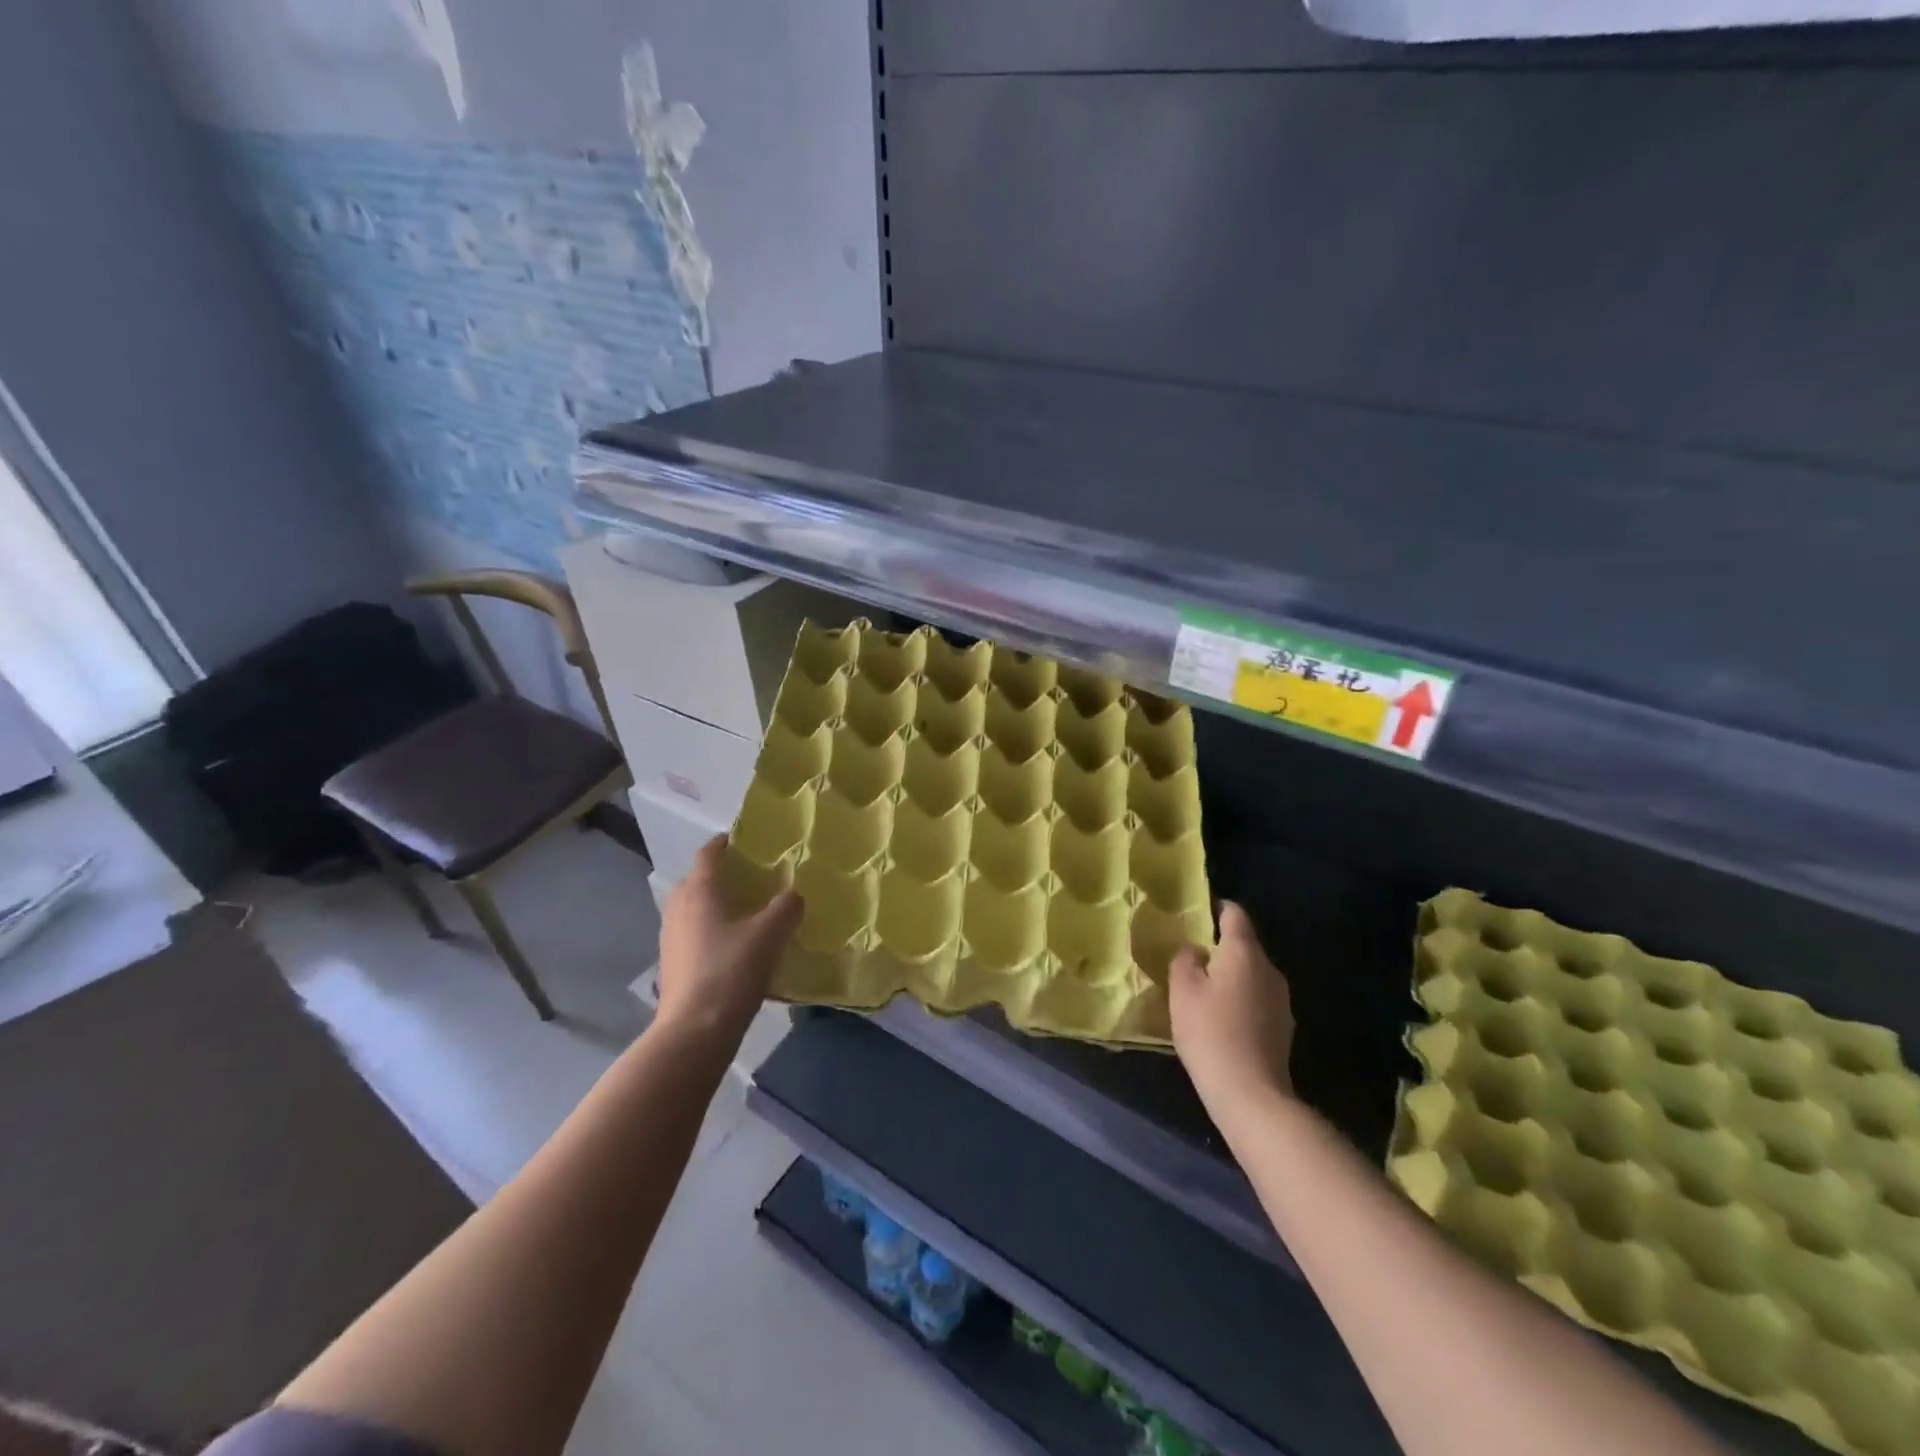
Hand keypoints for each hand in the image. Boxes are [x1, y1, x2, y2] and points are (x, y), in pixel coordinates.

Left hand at [656, 838, 802, 1041]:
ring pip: (692, 908)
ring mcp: (670, 937)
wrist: (694, 1030)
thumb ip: (786, 908)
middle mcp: (679, 908)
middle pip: (697, 880)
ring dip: (714, 904)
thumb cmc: (731, 971)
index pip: (707, 854)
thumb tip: (794, 895)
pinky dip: (710, 929)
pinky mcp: (672, 964)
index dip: (724, 843)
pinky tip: (733, 946)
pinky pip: (692, 933)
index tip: (744, 839)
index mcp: (699, 891)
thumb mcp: (770, 935)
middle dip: (720, 875)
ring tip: (745, 912)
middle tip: (751, 878)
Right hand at [1170, 902, 1295, 1112]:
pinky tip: (1222, 1020)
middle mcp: (1270, 969)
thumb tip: (1194, 949)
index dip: (1216, 907)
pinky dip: (1240, 1000)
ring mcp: (1281, 999)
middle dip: (1220, 947)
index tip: (1197, 912)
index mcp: (1245, 952)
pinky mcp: (1283, 1027)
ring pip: (1251, 974)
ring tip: (1203, 991)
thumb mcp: (1182, 989)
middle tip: (1191, 957)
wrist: (1251, 1094)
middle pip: (1244, 945)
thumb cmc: (1210, 1031)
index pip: (1235, 914)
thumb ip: (1185, 959)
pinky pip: (1257, 999)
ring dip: (1230, 976)